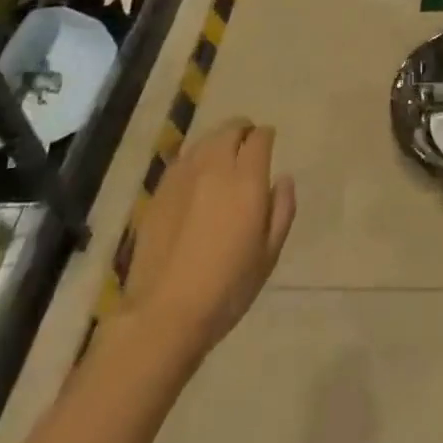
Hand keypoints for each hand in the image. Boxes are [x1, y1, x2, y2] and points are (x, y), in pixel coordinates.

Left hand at [118, 118, 295, 366]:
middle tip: (247, 148)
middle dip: (243, 132)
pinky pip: (182, 161)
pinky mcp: (158, 193)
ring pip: (204, 141)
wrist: (164, 314)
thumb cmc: (228, 287)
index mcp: (246, 180)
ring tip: (223, 160)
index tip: (269, 147)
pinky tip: (197, 180)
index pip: (259, 137)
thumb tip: (283, 178)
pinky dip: (195, 160)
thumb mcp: (270, 253)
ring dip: (218, 143)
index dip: (266, 138)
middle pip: (230, 129)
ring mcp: (182, 178)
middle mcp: (214, 168)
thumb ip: (282, 209)